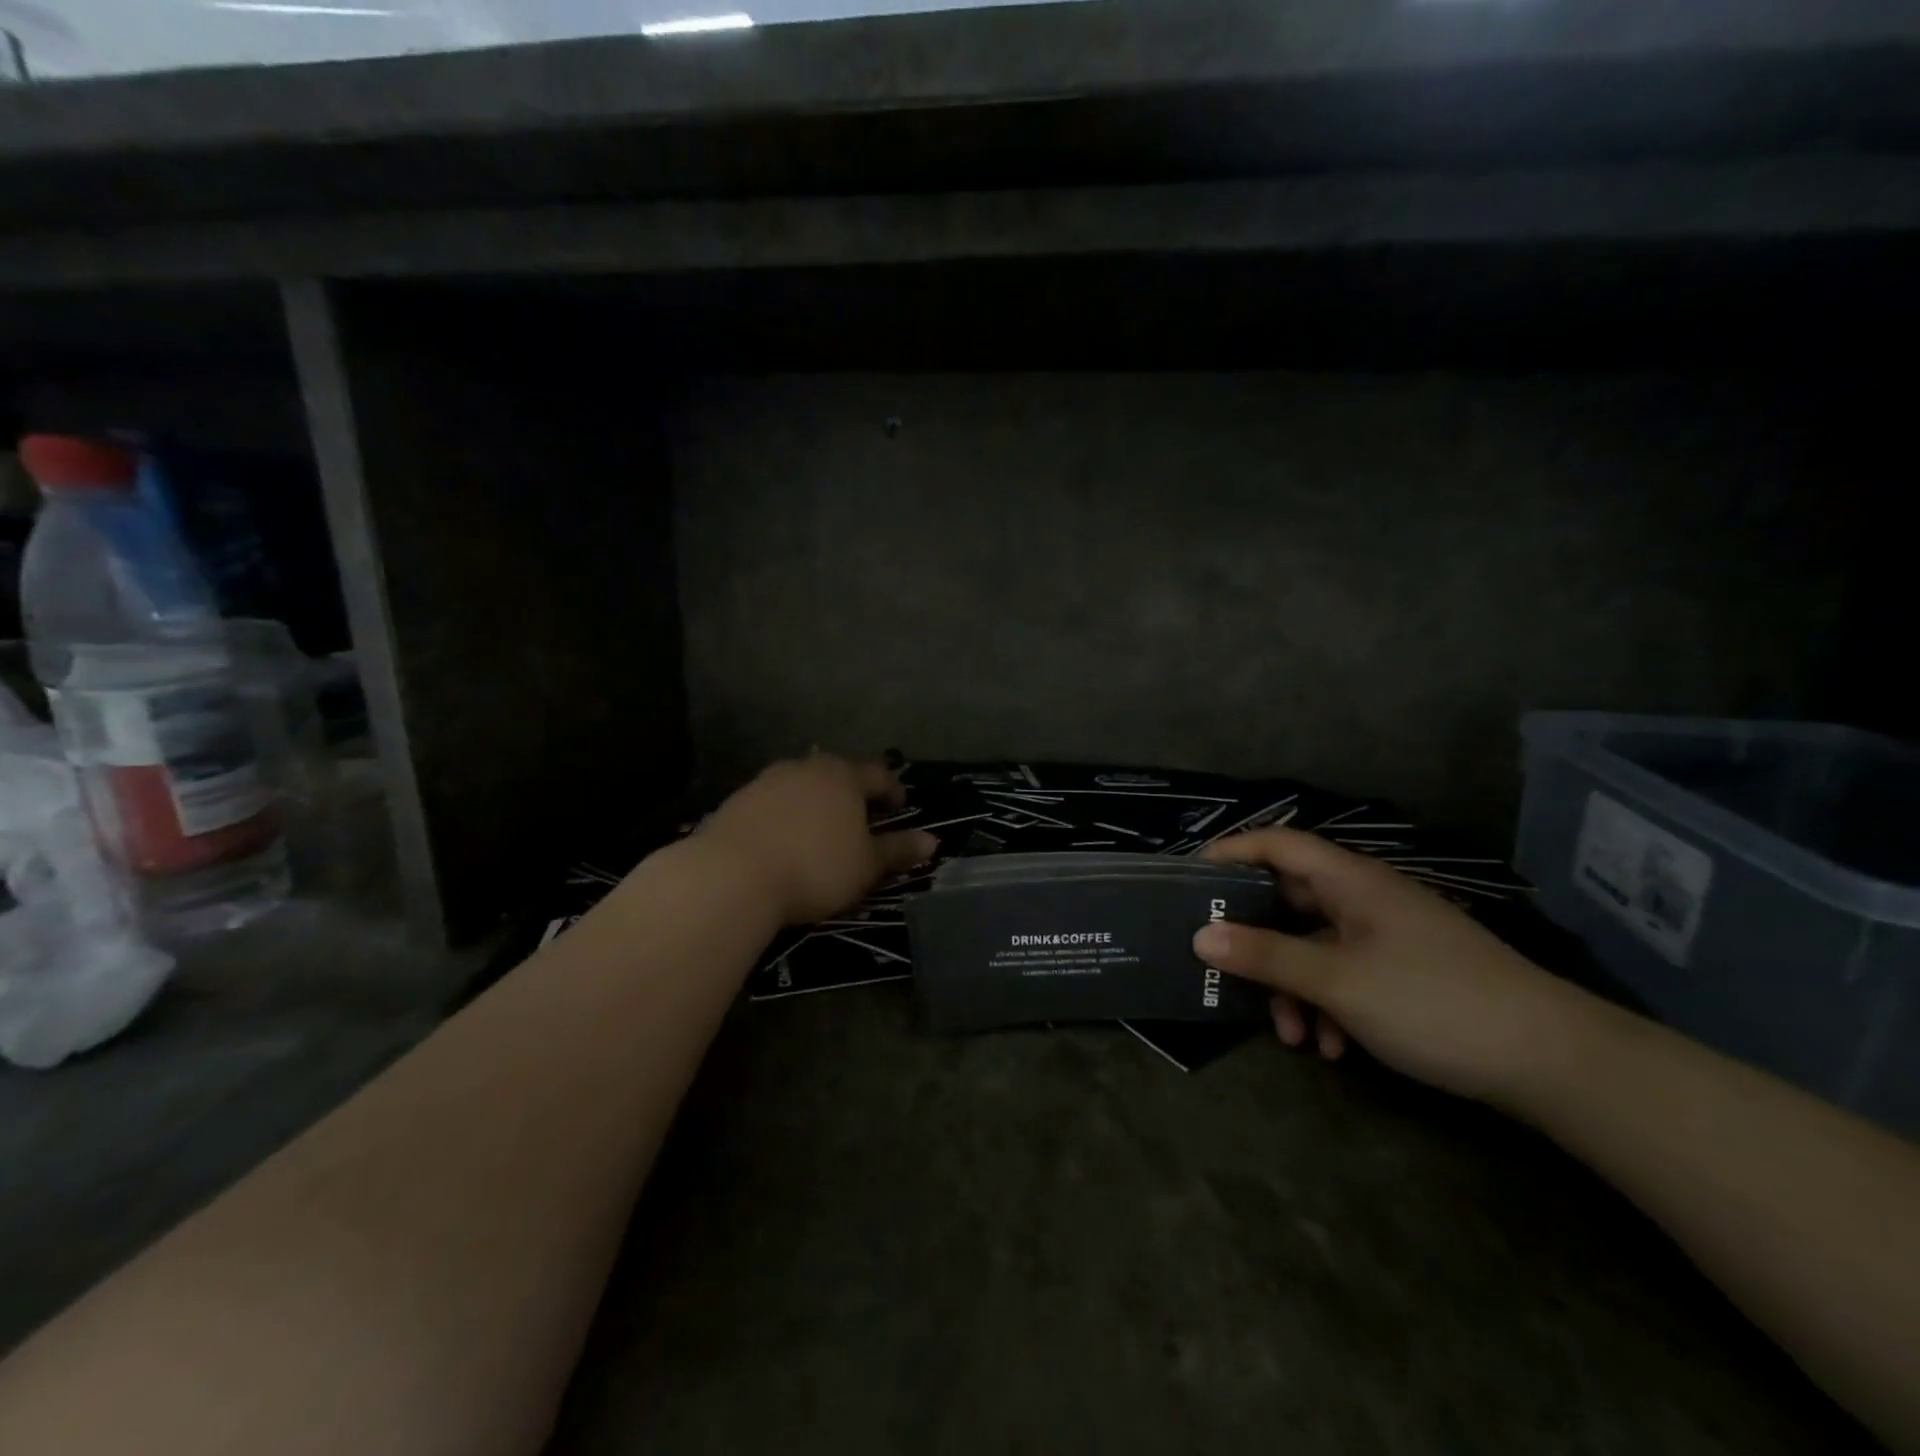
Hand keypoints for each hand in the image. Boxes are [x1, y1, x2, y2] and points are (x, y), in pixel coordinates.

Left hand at [699, 755, 937, 926]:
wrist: (731, 875)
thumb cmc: (815, 867)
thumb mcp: (866, 865)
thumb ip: (898, 850)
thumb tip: (933, 841)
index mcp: (843, 776)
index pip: (878, 774)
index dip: (893, 790)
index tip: (899, 808)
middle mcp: (805, 768)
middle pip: (837, 774)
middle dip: (852, 794)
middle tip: (861, 818)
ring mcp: (766, 781)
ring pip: (802, 786)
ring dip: (816, 803)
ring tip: (821, 830)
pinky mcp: (736, 801)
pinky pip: (772, 803)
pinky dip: (785, 816)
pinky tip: (783, 841)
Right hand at [1193, 828, 1590, 1103]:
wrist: (1552, 1062)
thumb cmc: (1433, 1001)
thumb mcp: (1337, 981)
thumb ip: (1265, 956)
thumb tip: (1199, 935)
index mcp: (1351, 881)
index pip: (1278, 844)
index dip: (1232, 851)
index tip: (1191, 880)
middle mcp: (1365, 900)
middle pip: (1291, 902)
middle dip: (1258, 942)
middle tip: (1222, 968)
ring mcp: (1388, 938)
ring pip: (1316, 948)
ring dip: (1293, 987)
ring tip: (1292, 1036)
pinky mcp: (1405, 974)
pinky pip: (1346, 977)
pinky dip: (1329, 1006)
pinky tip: (1334, 1050)